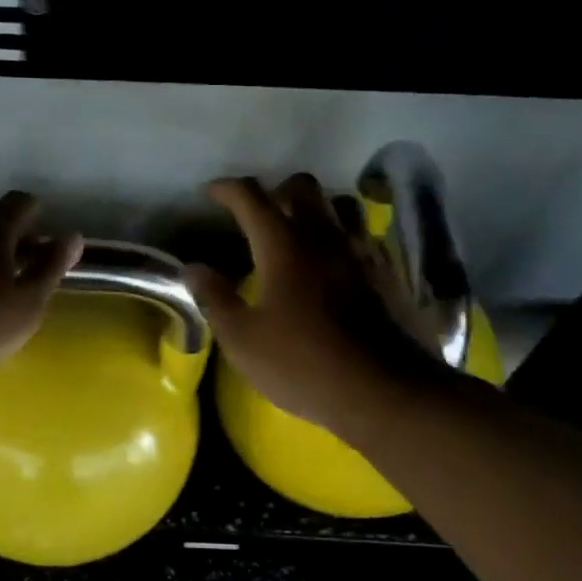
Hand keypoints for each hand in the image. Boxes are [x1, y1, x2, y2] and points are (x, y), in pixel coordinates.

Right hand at [187, 174, 448, 441]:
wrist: (385, 393)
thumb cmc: (303, 364)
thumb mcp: (243, 339)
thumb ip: (215, 298)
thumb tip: (193, 269)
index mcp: (283, 246)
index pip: (252, 197)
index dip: (227, 188)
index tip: (211, 193)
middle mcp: (324, 237)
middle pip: (303, 186)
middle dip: (276, 190)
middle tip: (259, 214)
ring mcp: (361, 253)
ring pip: (341, 205)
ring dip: (318, 208)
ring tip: (301, 232)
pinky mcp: (388, 275)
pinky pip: (363, 237)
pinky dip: (344, 238)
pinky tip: (334, 265)